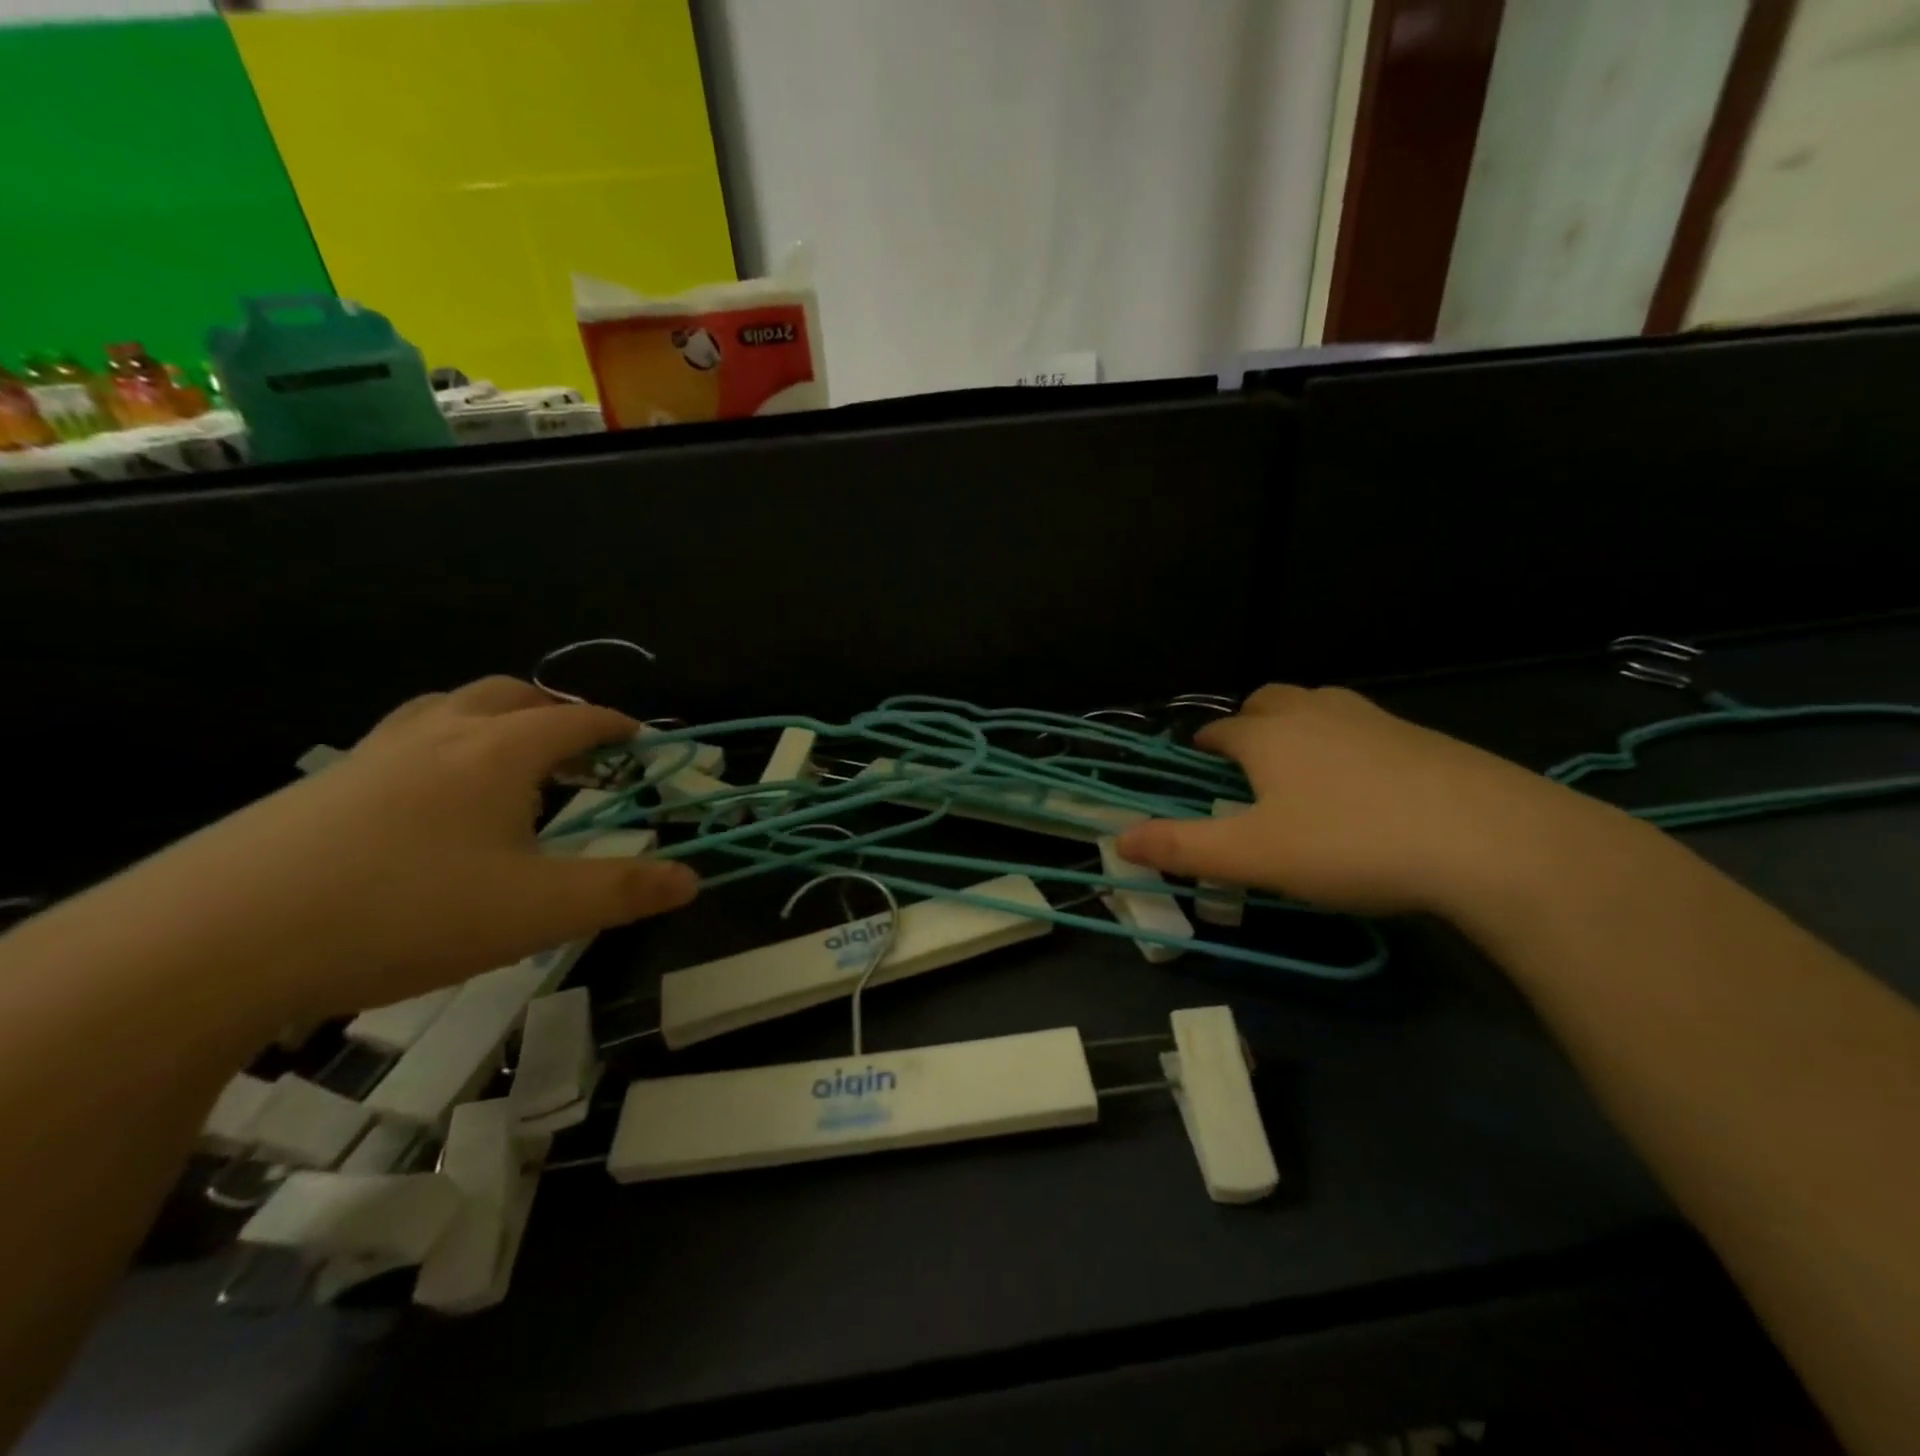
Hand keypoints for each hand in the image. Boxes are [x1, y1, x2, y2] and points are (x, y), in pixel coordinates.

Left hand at [109, 677, 697, 1022]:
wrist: (213, 944)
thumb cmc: (405, 913)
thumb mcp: (537, 912)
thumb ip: (623, 892)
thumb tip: (694, 878)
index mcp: (498, 752)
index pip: (574, 719)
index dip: (615, 726)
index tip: (641, 741)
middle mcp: (438, 735)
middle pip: (509, 695)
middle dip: (555, 711)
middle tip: (580, 748)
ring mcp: (372, 756)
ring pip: (447, 709)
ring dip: (494, 720)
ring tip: (511, 762)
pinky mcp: (321, 788)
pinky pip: (402, 742)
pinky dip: (441, 748)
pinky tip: (431, 804)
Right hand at [1116, 684, 1598, 916]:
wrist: (1489, 840)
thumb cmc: (1350, 844)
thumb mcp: (1255, 856)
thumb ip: (1183, 847)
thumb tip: (1118, 839)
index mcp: (1270, 736)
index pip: (1222, 728)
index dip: (1205, 743)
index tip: (1198, 759)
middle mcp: (1317, 714)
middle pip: (1271, 698)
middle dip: (1250, 719)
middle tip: (1248, 756)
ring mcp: (1376, 720)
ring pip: (1322, 704)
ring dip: (1300, 723)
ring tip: (1303, 764)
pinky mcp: (1424, 738)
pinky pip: (1367, 727)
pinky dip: (1349, 742)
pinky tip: (1367, 784)